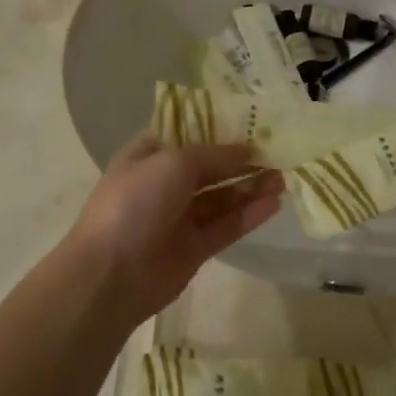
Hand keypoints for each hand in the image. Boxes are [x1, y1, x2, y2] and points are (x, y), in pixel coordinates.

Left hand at [63, 133, 282, 323]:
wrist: (111, 274)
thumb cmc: (136, 202)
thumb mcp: (173, 163)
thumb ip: (214, 155)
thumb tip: (247, 149)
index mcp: (149, 154)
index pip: (187, 133)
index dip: (217, 127)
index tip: (251, 121)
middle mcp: (164, 182)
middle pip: (209, 166)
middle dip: (241, 159)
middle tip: (278, 150)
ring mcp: (178, 217)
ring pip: (221, 197)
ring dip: (250, 186)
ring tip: (284, 175)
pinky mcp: (194, 248)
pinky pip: (226, 225)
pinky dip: (249, 214)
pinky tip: (275, 203)